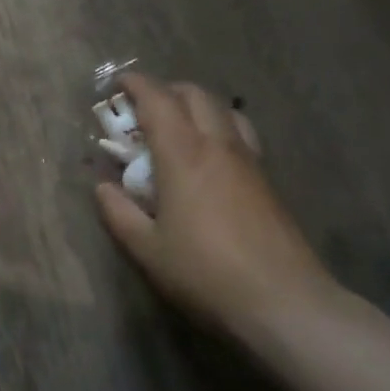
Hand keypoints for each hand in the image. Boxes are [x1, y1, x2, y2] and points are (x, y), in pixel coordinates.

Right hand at [95, 76, 333, 337]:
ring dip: (198, 107)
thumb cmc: (205, 273)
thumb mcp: (146, 248)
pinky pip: (242, 136)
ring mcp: (249, 162)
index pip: (158, 99)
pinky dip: (220, 129)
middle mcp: (218, 145)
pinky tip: (210, 161)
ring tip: (179, 129)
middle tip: (144, 109)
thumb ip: (118, 212)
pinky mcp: (268, 183)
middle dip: (166, 91)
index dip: (135, 85)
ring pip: (225, 111)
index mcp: (183, 153)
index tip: (117, 86)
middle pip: (195, 95)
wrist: (286, 305)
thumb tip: (103, 187)